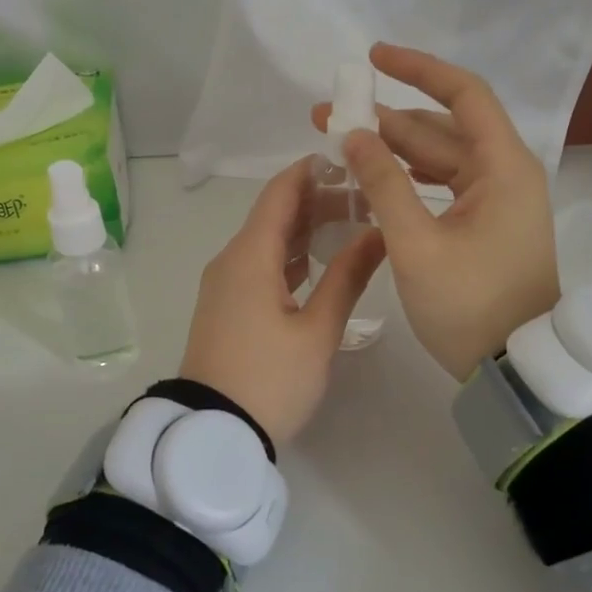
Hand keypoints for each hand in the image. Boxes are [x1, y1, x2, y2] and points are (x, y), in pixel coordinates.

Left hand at [179, 157, 385, 444]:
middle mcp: (232, 260)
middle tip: (366, 199)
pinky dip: (292, 257)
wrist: (212, 432)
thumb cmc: (269, 380)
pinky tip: (323, 263)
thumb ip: (348, 277)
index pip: (280, 193)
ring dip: (307, 230)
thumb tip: (378, 232)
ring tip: (354, 226)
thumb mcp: (317, 331)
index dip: (312, 170)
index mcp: (250, 256)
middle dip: (318, 201)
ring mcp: (226, 285)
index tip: (350, 159)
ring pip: (269, 242)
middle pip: (275, 215)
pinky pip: (261, 266)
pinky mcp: (227, 306)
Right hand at [313, 44, 558, 381]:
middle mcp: (504, 174)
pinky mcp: (485, 225)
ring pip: (439, 159)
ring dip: (392, 150)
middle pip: (442, 128)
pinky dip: (409, 179)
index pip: (463, 95)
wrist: (514, 368)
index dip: (418, 69)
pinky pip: (443, 186)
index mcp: (502, 168)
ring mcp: (496, 201)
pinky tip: (373, 178)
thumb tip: (354, 135)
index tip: (372, 58)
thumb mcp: (416, 245)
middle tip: (328, 116)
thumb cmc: (469, 305)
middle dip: (384, 119)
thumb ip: (383, 184)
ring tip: (340, 144)